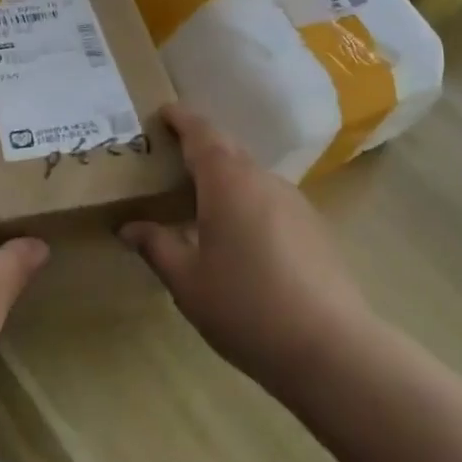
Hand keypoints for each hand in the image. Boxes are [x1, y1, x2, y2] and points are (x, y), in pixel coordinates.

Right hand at [120, 103, 371, 386]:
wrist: (332, 348)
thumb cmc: (246, 308)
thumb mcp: (188, 282)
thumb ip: (156, 247)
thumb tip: (129, 228)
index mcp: (227, 181)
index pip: (200, 132)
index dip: (180, 118)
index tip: (162, 113)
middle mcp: (262, 178)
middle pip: (227, 148)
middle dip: (199, 146)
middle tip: (170, 161)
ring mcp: (293, 200)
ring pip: (250, 174)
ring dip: (224, 177)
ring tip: (200, 203)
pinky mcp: (313, 225)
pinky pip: (269, 197)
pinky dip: (247, 200)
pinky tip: (240, 238)